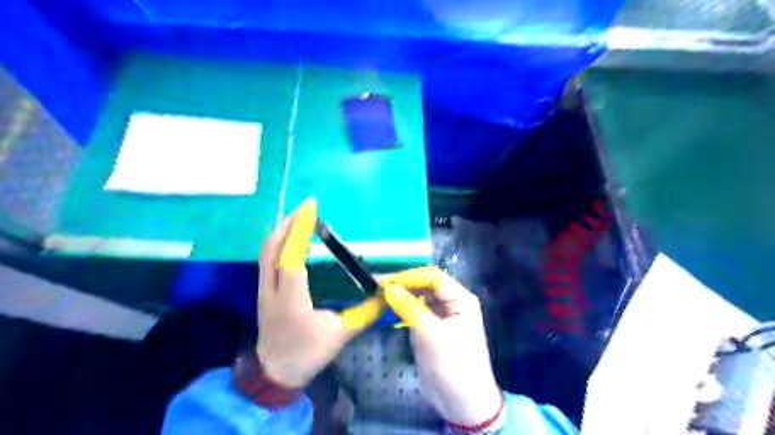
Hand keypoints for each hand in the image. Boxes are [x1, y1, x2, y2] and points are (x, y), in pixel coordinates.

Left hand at [256, 199, 383, 388]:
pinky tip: (290, 240)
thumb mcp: (340, 335)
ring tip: (299, 217)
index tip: (310, 207)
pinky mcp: (263, 292)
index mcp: (291, 299)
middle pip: (272, 248)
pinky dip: (278, 243)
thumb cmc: (307, 355)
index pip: (291, 257)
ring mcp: (263, 290)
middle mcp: (272, 290)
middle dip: (289, 223)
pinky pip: (266, 259)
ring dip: (282, 231)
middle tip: (306, 206)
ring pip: (265, 252)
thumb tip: (386, 293)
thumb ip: (365, 313)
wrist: (274, 375)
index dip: (300, 230)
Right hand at [381, 266, 502, 426]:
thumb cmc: (453, 365)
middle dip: (402, 285)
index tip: (383, 281)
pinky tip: (386, 308)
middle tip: (376, 287)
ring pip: (418, 297)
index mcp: (461, 299)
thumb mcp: (430, 335)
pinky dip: (402, 308)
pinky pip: (415, 311)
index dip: (409, 276)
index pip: (432, 277)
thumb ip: (409, 308)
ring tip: (377, 295)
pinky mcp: (431, 327)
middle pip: (425, 285)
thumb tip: (388, 287)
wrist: (462, 404)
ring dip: (400, 296)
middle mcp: (452, 302)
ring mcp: (441, 315)